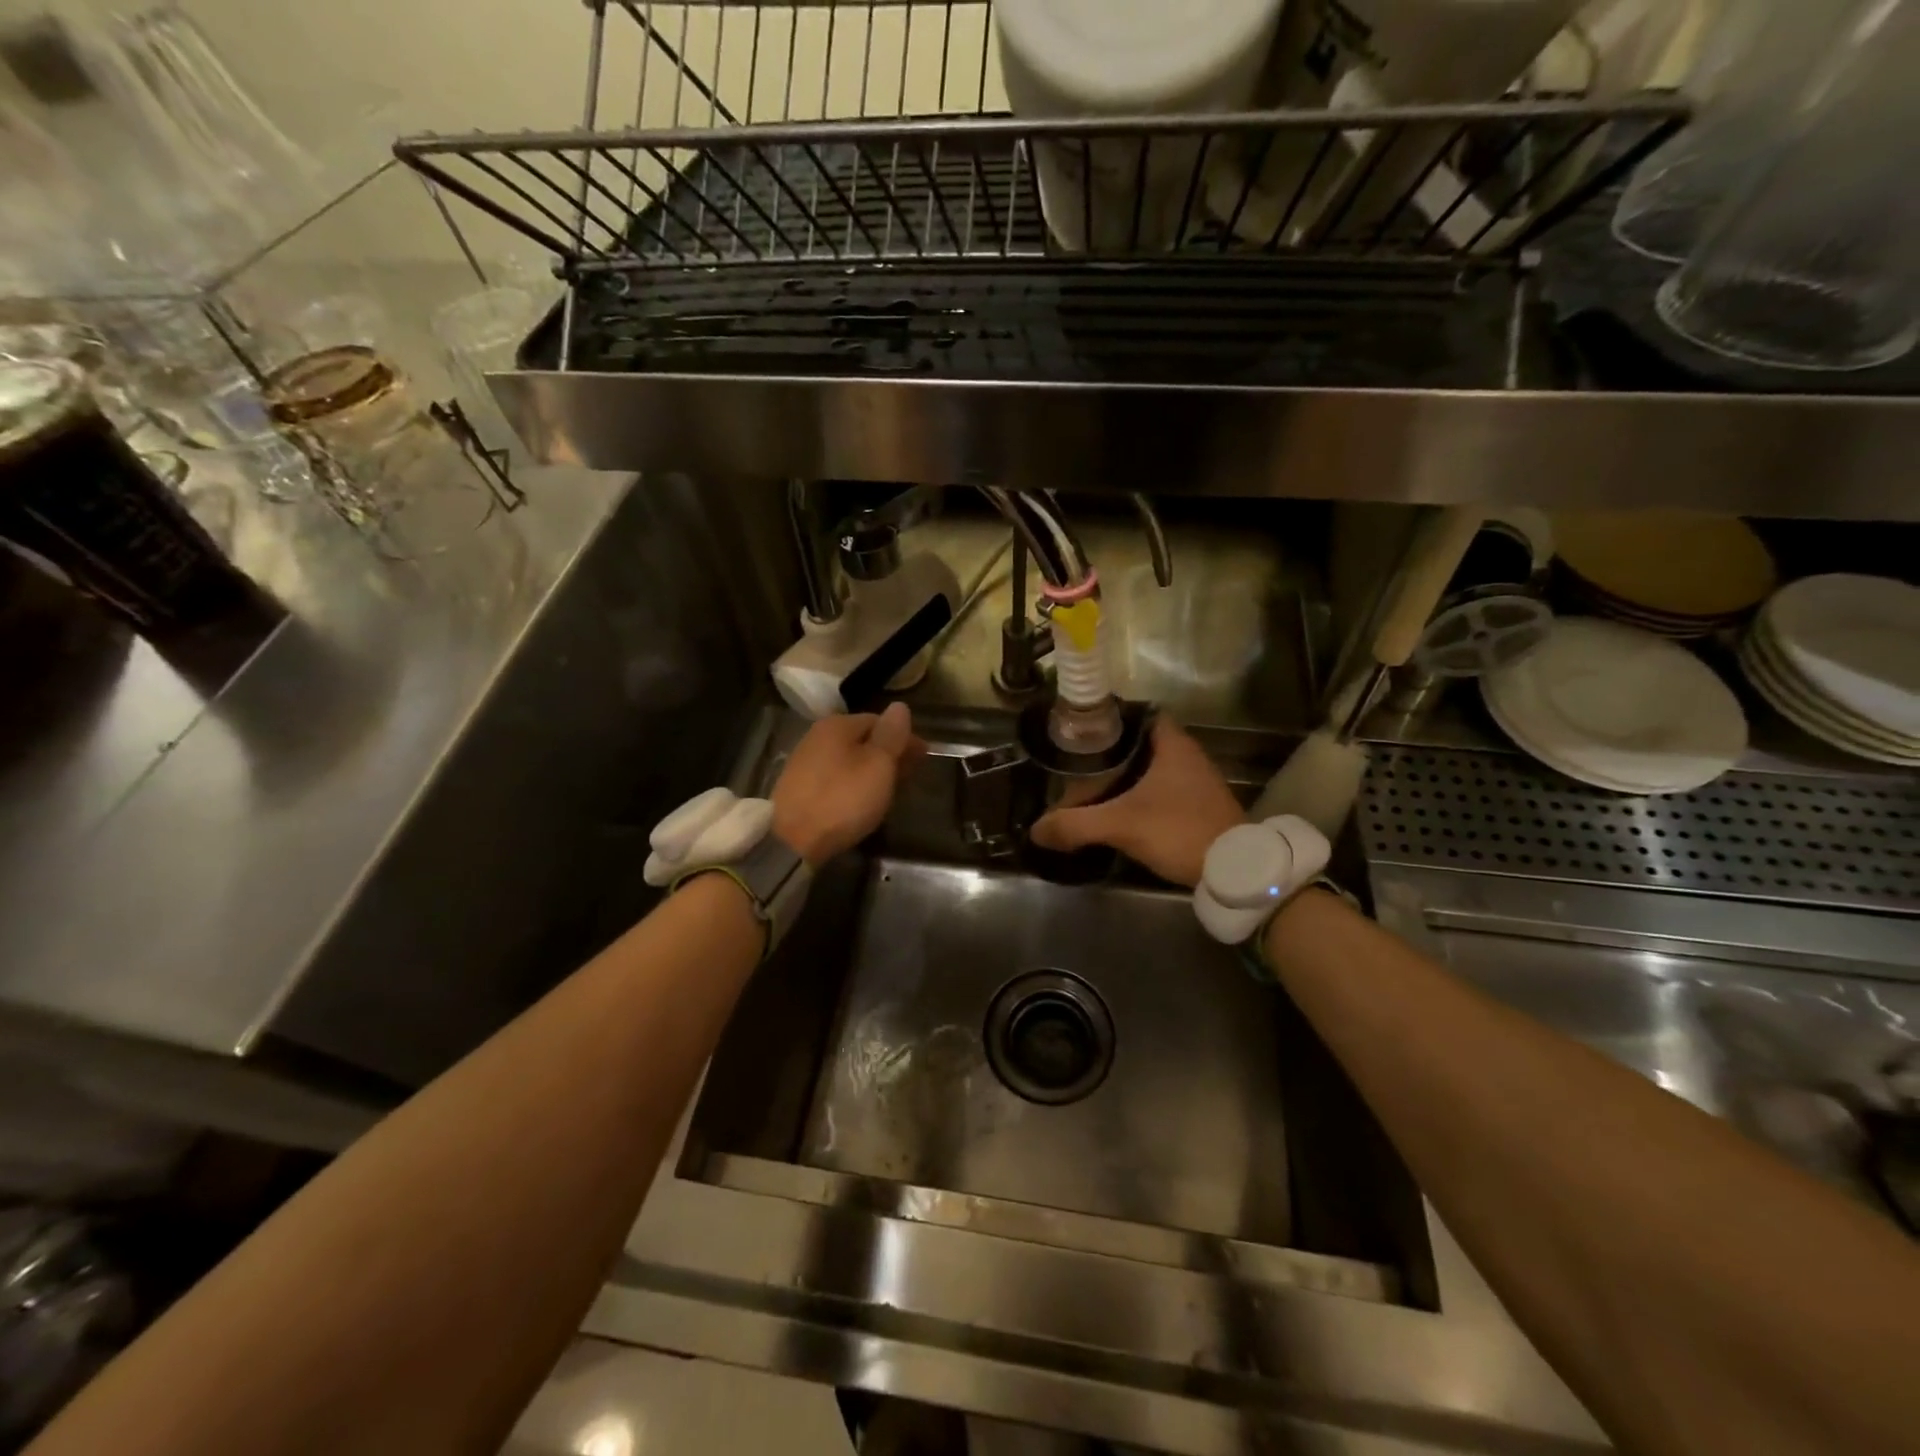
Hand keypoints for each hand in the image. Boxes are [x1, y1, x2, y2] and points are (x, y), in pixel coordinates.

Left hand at [773, 703, 925, 866]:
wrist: (793, 840)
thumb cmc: (843, 798)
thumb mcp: (878, 765)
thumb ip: (892, 734)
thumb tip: (899, 707)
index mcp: (838, 724)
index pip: (880, 721)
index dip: (905, 737)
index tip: (924, 757)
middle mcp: (817, 736)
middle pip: (863, 739)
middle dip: (889, 753)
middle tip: (910, 774)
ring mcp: (804, 762)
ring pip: (849, 759)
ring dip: (872, 769)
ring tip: (890, 788)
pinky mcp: (798, 788)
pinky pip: (836, 777)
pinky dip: (854, 782)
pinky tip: (862, 798)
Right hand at [1030, 717, 1243, 887]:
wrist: (1234, 870)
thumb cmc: (1179, 830)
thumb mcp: (1121, 825)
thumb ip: (1075, 824)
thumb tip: (1036, 829)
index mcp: (1173, 744)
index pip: (1138, 714)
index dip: (1110, 720)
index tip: (1082, 732)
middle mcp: (1187, 756)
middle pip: (1140, 744)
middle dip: (1109, 754)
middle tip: (1077, 764)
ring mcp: (1197, 782)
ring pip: (1151, 769)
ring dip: (1124, 777)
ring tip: (1090, 788)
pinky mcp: (1199, 806)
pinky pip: (1161, 790)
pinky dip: (1139, 796)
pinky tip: (1118, 810)